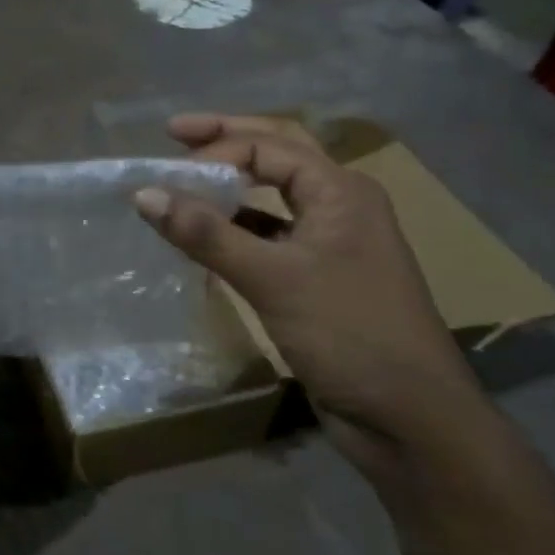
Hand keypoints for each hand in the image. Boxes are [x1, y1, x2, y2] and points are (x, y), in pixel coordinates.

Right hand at [133, 114, 491, 469]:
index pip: (268, 146)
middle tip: (172, 133)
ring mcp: (331, 242)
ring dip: (229, 185)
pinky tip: (203, 236)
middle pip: (277, 154)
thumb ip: (206, 234)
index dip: (216, 149)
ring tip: (182, 180)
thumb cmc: (349, 335)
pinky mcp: (317, 277)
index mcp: (341, 191)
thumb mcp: (272, 279)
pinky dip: (235, 228)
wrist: (411, 421)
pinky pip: (269, 235)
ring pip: (272, 196)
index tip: (167, 171)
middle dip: (225, 140)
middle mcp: (339, 206)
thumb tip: (143, 194)